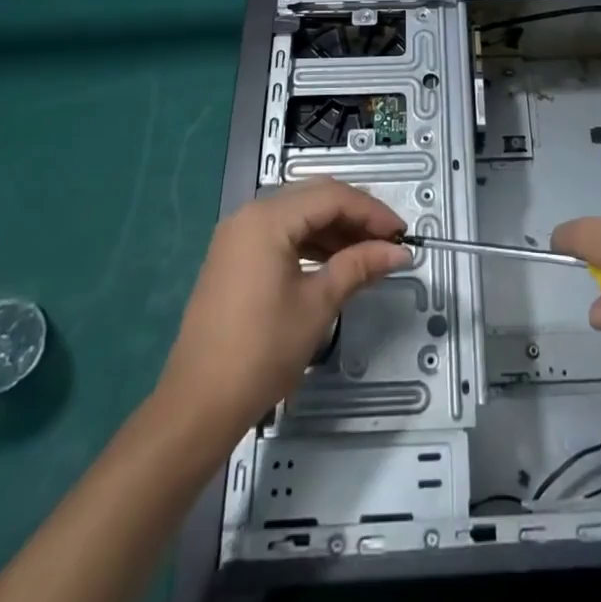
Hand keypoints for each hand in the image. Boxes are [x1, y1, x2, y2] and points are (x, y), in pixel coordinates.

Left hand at [156, 179, 410, 442]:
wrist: (198, 404)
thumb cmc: (262, 350)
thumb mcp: (318, 304)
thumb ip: (359, 266)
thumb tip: (398, 252)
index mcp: (267, 219)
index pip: (331, 197)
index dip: (371, 212)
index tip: (401, 234)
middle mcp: (249, 215)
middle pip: (314, 197)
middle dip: (355, 215)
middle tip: (387, 240)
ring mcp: (238, 235)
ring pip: (298, 214)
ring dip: (334, 229)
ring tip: (368, 253)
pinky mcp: (234, 256)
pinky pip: (281, 233)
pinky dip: (311, 242)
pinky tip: (335, 262)